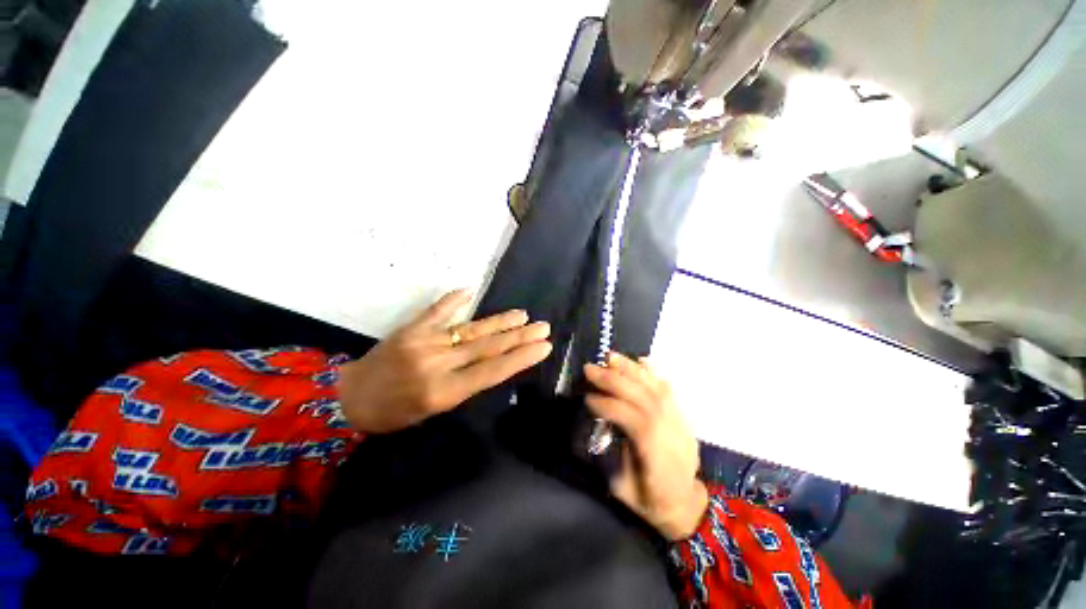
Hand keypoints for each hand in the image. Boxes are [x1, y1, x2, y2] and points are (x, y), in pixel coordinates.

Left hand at [337, 290, 551, 433]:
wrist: (348, 399)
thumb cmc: (394, 414)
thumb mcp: (433, 411)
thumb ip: (464, 384)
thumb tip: (492, 362)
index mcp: (444, 392)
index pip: (493, 371)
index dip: (521, 357)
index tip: (544, 346)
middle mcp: (438, 364)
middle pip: (488, 347)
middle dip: (519, 336)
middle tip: (543, 326)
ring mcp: (424, 342)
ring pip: (471, 329)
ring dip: (499, 321)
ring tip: (523, 314)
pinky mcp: (411, 328)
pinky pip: (437, 311)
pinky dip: (453, 300)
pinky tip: (470, 289)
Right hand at [584, 353, 707, 540]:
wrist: (686, 504)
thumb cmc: (650, 502)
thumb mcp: (624, 490)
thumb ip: (615, 455)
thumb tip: (603, 426)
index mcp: (659, 459)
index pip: (637, 423)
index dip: (611, 407)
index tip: (588, 398)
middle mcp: (673, 435)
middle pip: (645, 399)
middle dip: (615, 381)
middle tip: (590, 369)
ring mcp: (680, 423)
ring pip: (656, 390)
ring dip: (631, 370)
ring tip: (610, 357)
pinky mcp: (681, 416)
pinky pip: (668, 390)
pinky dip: (653, 373)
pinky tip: (639, 360)